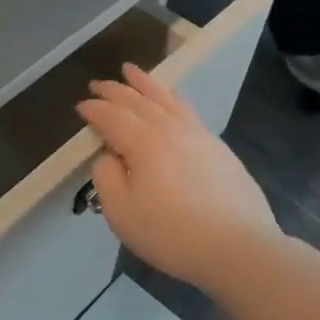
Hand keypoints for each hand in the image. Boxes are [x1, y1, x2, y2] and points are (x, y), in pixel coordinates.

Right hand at [76, 64, 280, 296]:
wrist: (239, 248)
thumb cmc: (171, 233)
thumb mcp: (121, 212)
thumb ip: (106, 177)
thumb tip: (109, 155)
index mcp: (143, 142)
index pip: (111, 117)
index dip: (94, 109)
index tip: (80, 106)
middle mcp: (170, 129)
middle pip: (138, 101)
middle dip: (115, 90)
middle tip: (98, 82)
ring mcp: (198, 135)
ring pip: (166, 99)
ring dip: (145, 83)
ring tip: (131, 71)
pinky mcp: (218, 147)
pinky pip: (187, 110)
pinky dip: (171, 98)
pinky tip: (170, 99)